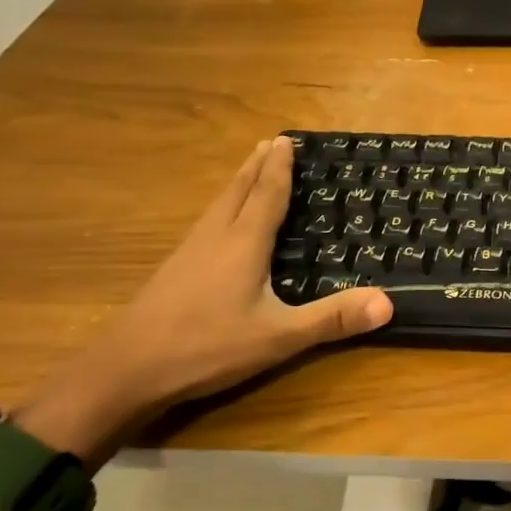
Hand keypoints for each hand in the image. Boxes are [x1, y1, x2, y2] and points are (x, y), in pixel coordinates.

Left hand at [18, 138, 392, 457]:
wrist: (123, 371)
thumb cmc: (205, 347)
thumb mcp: (278, 337)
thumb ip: (331, 319)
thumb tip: (387, 303)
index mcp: (242, 243)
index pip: (266, 195)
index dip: (279, 167)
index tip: (286, 139)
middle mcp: (215, 238)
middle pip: (237, 190)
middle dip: (256, 165)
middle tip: (270, 142)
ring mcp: (188, 253)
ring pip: (218, 205)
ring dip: (237, 183)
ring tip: (248, 169)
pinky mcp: (173, 271)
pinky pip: (206, 223)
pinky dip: (222, 207)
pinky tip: (219, 224)